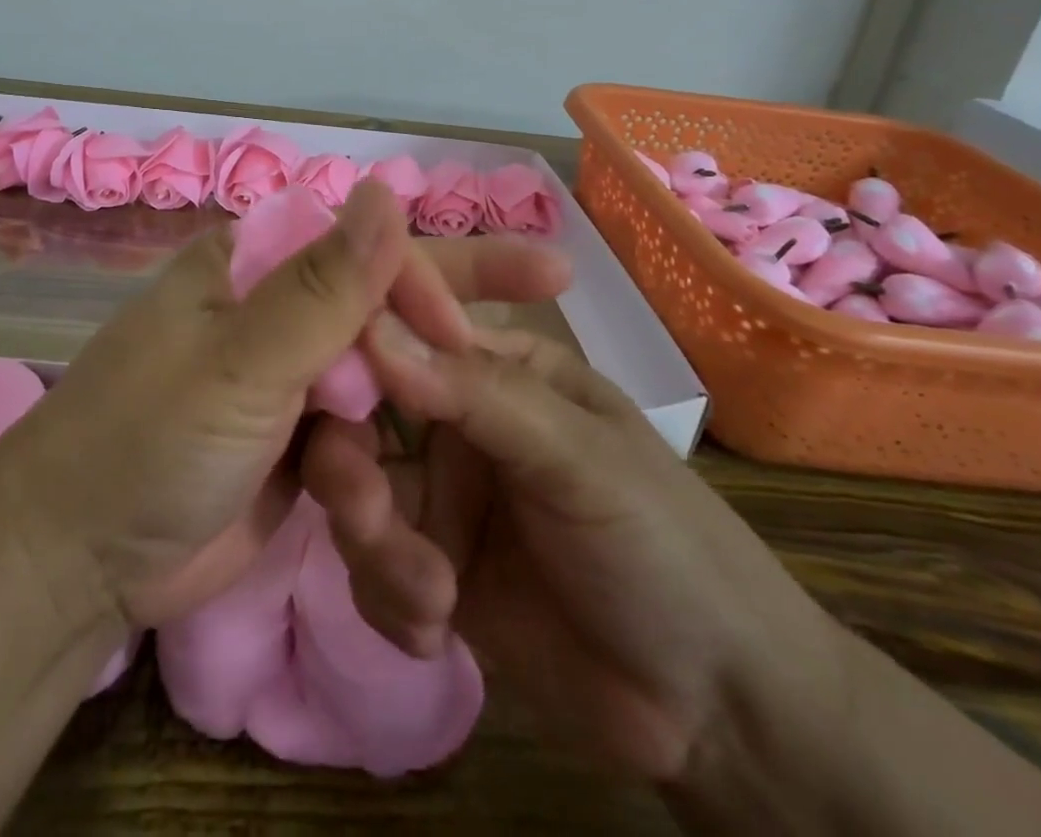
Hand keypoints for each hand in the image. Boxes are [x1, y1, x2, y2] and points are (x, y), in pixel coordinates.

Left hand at [0, 181, 572, 629]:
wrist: (76, 565)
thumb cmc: (147, 442)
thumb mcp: (241, 363)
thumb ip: (323, 287)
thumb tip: (387, 189)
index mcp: (252, 267)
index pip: (361, 246)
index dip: (428, 272)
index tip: (487, 319)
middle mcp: (272, 311)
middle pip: (382, 296)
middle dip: (456, 298)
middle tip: (550, 275)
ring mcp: (285, 378)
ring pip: (380, 368)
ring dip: (426, 392)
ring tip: (497, 398)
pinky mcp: (294, 441)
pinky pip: (363, 431)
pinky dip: (396, 449)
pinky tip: (439, 460)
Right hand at [301, 317, 848, 784]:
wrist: (721, 713)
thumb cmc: (665, 547)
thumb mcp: (578, 459)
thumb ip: (476, 394)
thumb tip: (372, 327)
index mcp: (493, 371)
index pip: (402, 336)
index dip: (353, 357)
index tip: (319, 396)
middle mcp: (454, 426)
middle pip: (362, 424)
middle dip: (352, 473)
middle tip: (366, 516)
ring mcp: (440, 503)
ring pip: (356, 501)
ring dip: (377, 550)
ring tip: (432, 600)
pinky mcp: (431, 575)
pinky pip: (372, 571)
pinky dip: (392, 602)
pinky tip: (440, 634)